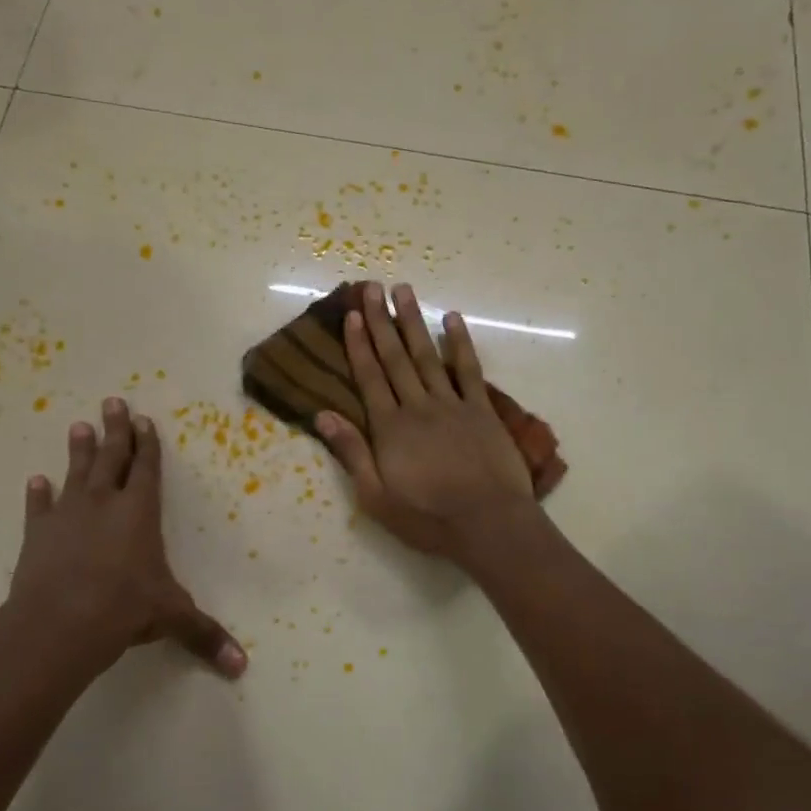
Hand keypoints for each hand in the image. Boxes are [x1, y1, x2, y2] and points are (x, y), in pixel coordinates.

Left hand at [8, 398, 246, 680]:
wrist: (60, 623)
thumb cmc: (124, 609)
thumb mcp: (172, 618)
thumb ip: (205, 635)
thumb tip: (242, 667)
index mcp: (139, 513)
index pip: (146, 468)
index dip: (147, 444)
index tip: (143, 419)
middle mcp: (104, 504)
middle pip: (111, 457)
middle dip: (114, 430)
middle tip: (112, 402)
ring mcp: (67, 516)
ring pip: (75, 473)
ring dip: (78, 450)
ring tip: (78, 425)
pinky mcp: (38, 535)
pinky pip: (38, 508)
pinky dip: (37, 495)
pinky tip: (35, 481)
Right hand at [316, 281, 538, 565]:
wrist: (488, 523)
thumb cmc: (427, 517)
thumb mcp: (376, 496)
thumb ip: (351, 453)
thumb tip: (323, 415)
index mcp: (390, 427)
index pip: (369, 377)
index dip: (358, 345)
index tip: (352, 314)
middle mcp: (418, 406)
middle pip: (396, 357)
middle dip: (381, 321)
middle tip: (372, 287)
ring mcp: (452, 405)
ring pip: (428, 355)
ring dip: (415, 322)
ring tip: (404, 290)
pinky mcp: (482, 411)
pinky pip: (469, 370)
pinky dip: (461, 344)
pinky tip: (453, 319)